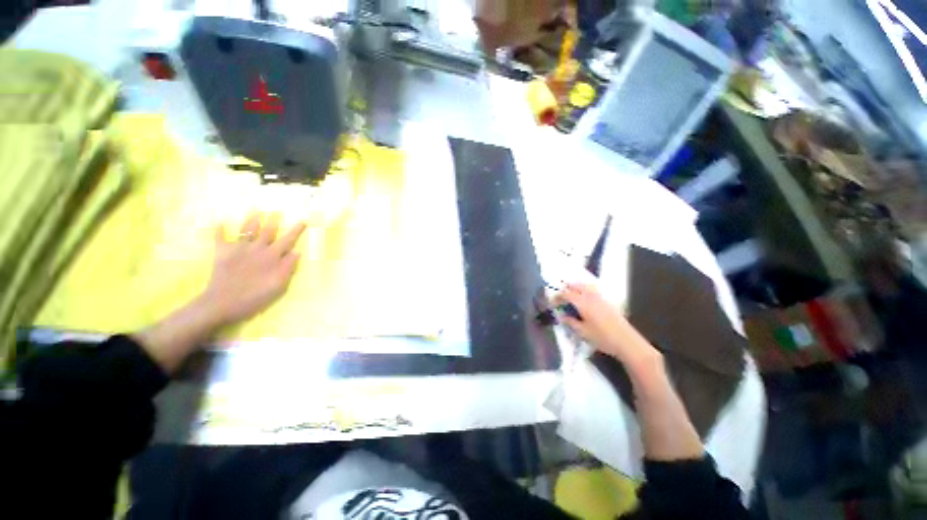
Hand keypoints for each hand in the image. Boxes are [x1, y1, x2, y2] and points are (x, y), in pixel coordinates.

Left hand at [201, 212, 306, 325]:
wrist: (222, 303)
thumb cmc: (255, 297)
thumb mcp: (279, 285)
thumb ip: (288, 267)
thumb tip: (297, 251)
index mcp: (272, 256)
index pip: (288, 240)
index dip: (296, 230)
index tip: (302, 221)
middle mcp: (257, 248)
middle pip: (268, 231)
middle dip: (273, 220)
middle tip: (277, 211)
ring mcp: (238, 249)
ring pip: (247, 230)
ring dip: (252, 220)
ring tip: (256, 211)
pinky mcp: (222, 253)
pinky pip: (220, 239)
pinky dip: (219, 231)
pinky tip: (220, 224)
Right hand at [554, 283, 658, 368]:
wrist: (627, 342)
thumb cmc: (602, 338)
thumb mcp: (583, 332)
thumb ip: (571, 322)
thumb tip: (561, 316)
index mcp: (583, 303)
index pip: (566, 294)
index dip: (557, 297)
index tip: (552, 303)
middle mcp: (591, 297)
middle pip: (576, 286)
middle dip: (566, 288)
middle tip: (560, 296)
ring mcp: (601, 298)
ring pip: (585, 286)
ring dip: (576, 287)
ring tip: (571, 293)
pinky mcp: (608, 302)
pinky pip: (593, 290)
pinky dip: (585, 289)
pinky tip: (584, 298)